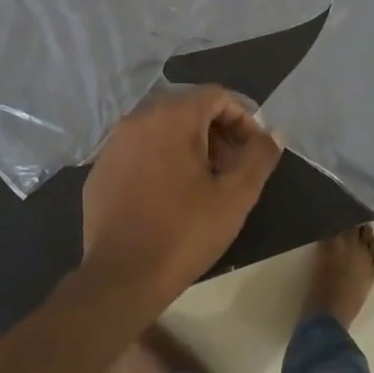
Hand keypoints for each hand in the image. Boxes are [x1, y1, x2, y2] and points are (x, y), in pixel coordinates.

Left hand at [81, 85, 282, 303]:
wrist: (122, 276)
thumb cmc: (185, 232)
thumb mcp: (236, 196)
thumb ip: (259, 156)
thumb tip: (273, 134)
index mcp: (171, 118)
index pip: (215, 95)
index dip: (242, 118)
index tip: (253, 150)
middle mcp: (137, 120)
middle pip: (187, 108)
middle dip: (216, 131)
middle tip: (232, 166)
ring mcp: (113, 145)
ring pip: (160, 128)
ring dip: (189, 145)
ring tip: (204, 182)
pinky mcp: (100, 170)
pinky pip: (138, 151)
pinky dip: (160, 160)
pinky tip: (169, 195)